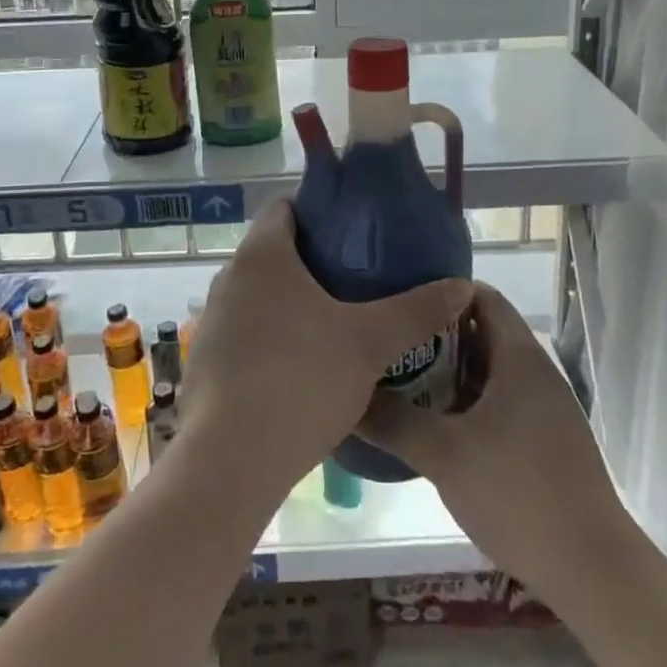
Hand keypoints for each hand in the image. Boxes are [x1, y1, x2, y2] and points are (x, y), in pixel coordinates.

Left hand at [177, 200, 471, 494]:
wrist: (231, 460)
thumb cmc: (301, 380)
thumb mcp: (369, 343)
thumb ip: (416, 310)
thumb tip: (462, 286)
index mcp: (262, 255)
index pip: (282, 206)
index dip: (317, 210)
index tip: (352, 229)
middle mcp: (229, 277)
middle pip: (272, 252)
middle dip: (312, 260)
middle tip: (356, 279)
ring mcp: (211, 320)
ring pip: (258, 295)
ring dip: (290, 302)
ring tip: (334, 323)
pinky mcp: (204, 361)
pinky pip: (244, 332)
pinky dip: (270, 337)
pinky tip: (300, 369)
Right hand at [357, 283, 637, 623]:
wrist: (594, 572)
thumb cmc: (519, 496)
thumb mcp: (444, 455)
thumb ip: (392, 420)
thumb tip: (347, 394)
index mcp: (519, 357)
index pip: (480, 296)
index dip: (440, 290)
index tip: (399, 297)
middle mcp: (535, 372)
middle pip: (481, 331)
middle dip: (435, 334)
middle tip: (389, 340)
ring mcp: (544, 408)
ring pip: (488, 370)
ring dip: (448, 371)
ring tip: (400, 379)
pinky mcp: (545, 441)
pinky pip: (498, 401)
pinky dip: (466, 401)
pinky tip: (434, 425)